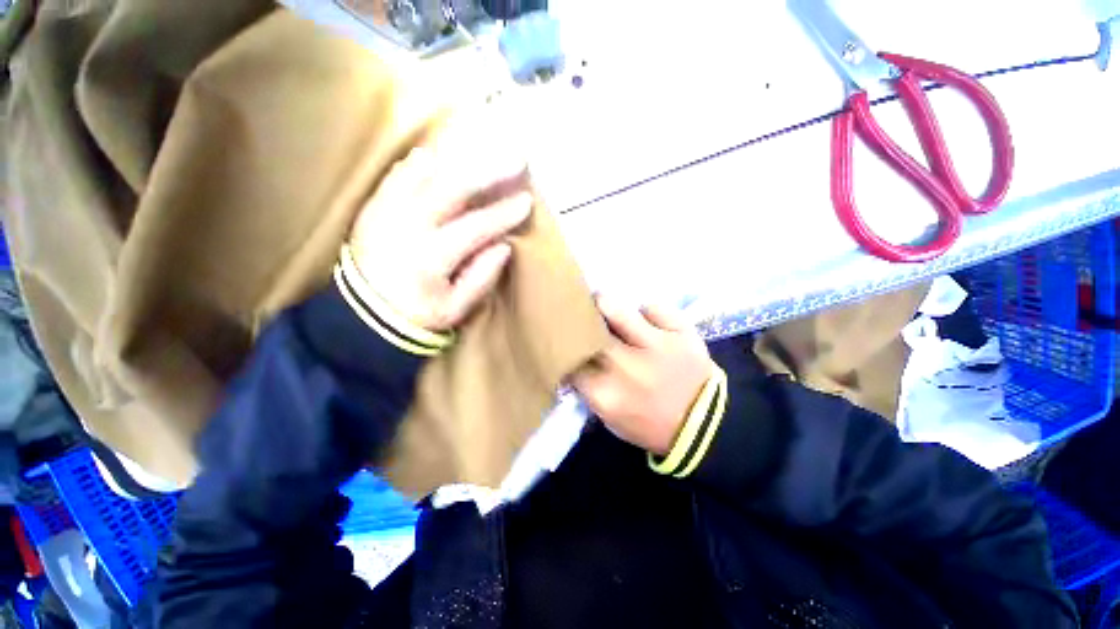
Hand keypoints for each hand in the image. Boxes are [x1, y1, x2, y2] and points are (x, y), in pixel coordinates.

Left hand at [348, 135, 530, 331]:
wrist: (362, 316)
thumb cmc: (416, 316)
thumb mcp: (455, 309)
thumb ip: (481, 277)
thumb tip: (503, 245)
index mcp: (429, 258)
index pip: (475, 228)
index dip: (503, 213)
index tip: (526, 201)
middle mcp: (405, 227)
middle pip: (451, 189)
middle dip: (488, 173)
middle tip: (515, 160)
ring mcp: (384, 212)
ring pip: (426, 174)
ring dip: (459, 160)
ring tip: (486, 149)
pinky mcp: (372, 207)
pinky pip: (398, 174)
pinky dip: (421, 162)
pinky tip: (439, 154)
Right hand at [572, 296, 716, 454]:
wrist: (706, 426)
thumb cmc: (650, 424)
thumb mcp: (609, 417)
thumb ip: (587, 388)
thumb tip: (573, 356)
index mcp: (605, 393)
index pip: (570, 359)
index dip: (567, 347)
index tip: (568, 342)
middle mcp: (626, 366)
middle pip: (588, 330)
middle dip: (581, 322)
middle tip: (582, 318)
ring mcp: (656, 346)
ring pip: (615, 308)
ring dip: (604, 303)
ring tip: (604, 304)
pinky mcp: (681, 332)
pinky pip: (652, 307)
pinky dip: (647, 313)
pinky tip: (648, 323)